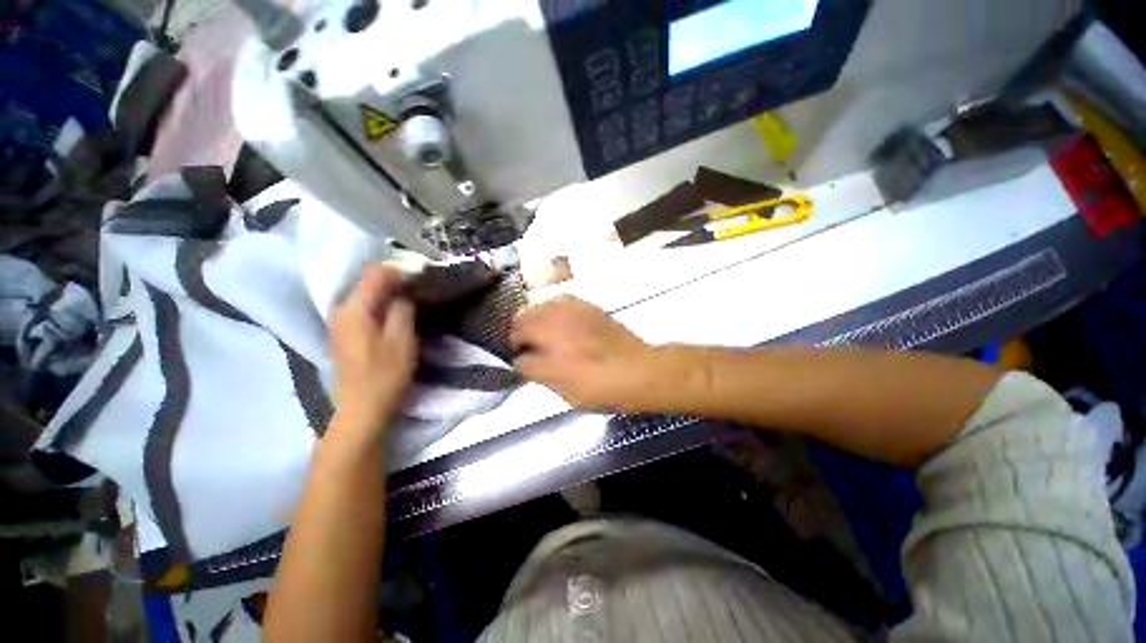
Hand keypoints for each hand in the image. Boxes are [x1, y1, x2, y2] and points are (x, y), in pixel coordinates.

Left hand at [329, 265, 416, 434]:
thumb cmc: (385, 375)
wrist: (361, 409)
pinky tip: (395, 315)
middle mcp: (340, 311)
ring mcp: (339, 324)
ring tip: (411, 301)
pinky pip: (363, 309)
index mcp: (354, 310)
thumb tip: (403, 293)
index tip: (420, 277)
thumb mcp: (402, 340)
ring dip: (388, 294)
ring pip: (365, 296)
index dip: (398, 271)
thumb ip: (402, 309)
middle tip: (419, 289)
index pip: (374, 274)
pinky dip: (380, 306)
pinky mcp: (343, 335)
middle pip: (366, 283)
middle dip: (393, 281)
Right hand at [511, 296, 661, 411]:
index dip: (514, 351)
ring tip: (544, 335)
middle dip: (520, 331)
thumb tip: (520, 361)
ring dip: (535, 319)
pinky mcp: (589, 307)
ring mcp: (574, 308)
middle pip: (523, 316)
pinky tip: (563, 324)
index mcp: (547, 335)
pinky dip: (555, 311)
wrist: (638, 371)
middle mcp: (556, 315)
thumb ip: (534, 370)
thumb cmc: (598, 385)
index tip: (520, 361)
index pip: (516, 338)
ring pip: (540, 305)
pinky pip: (562, 301)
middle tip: (529, 349)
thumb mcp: (561, 387)